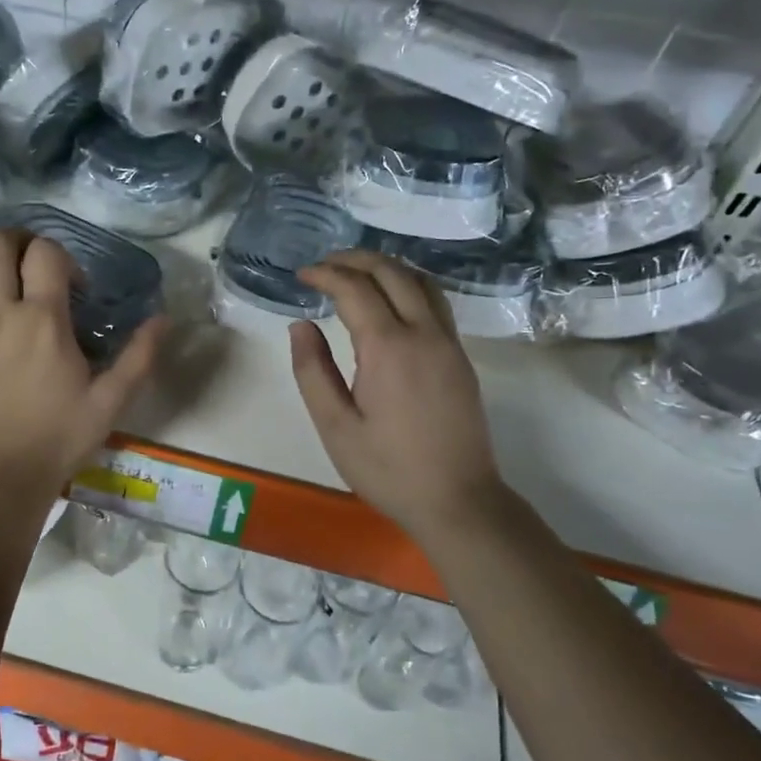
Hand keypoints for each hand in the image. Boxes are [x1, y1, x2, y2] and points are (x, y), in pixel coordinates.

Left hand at [0, 230, 165, 487]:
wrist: (6, 474)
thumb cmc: (62, 435)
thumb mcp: (112, 399)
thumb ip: (139, 355)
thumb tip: (164, 318)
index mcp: (42, 319)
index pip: (45, 253)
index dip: (62, 256)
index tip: (75, 286)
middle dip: (15, 240)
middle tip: (31, 261)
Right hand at [290, 251, 504, 544]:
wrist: (458, 501)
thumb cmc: (388, 469)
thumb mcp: (335, 427)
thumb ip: (312, 371)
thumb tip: (300, 326)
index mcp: (388, 347)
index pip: (355, 288)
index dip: (325, 274)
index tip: (301, 275)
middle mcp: (424, 333)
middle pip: (392, 272)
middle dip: (355, 260)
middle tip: (324, 265)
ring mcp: (448, 343)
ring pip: (420, 281)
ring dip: (386, 267)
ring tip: (355, 273)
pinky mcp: (460, 357)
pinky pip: (435, 302)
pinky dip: (408, 285)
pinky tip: (391, 300)